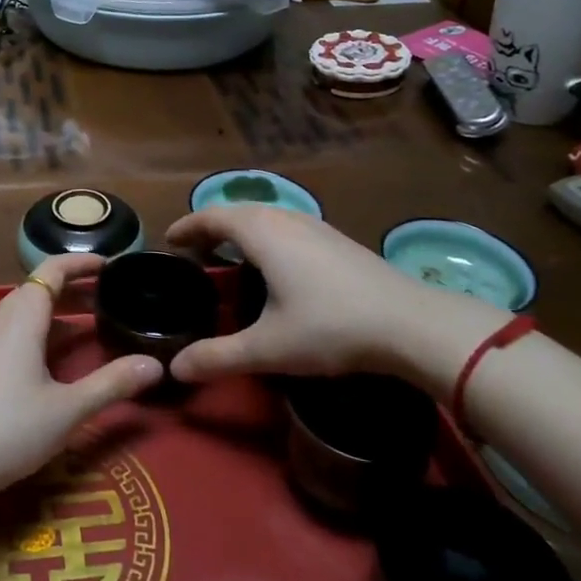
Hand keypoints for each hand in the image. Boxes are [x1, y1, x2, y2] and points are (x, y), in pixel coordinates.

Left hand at [0, 253, 161, 501]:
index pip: (53, 270)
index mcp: (22, 315)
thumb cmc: (7, 428)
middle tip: (110, 300)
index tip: (111, 265)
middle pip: (39, 290)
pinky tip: (52, 362)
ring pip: (24, 313)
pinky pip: (11, 332)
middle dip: (75, 291)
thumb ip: (112, 384)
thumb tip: (156, 365)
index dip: (82, 263)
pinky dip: (38, 333)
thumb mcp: (68, 409)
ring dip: (57, 314)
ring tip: (89, 329)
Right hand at [164, 206, 508, 393]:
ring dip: (239, 229)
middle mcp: (284, 218)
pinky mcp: (336, 238)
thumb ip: (218, 357)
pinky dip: (265, 235)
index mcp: (260, 232)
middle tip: (193, 251)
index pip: (211, 217)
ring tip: (228, 254)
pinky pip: (285, 225)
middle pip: (236, 211)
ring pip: (265, 216)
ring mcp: (314, 225)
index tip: (169, 241)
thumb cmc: (330, 327)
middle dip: (210, 227)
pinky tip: (275, 263)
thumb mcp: (269, 347)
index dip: (186, 227)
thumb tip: (174, 369)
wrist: (411, 323)